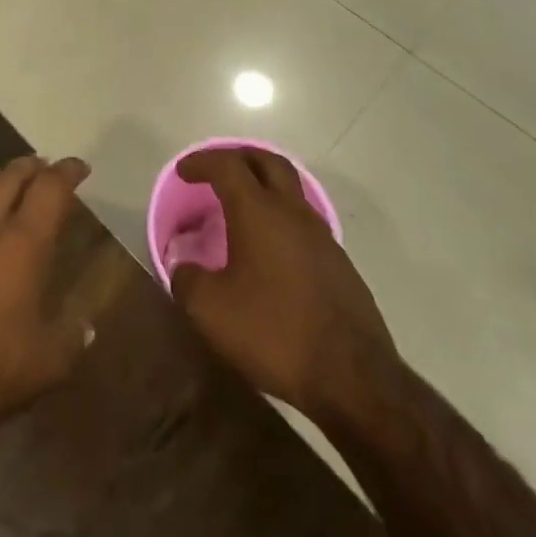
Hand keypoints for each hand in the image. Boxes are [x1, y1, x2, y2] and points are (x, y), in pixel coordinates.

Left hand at [0, 156, 93, 426]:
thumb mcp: (47, 362)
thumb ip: (71, 338)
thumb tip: (86, 326)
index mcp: (25, 242)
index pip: (51, 188)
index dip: (67, 171)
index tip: (79, 166)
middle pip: (10, 177)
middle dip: (30, 166)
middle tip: (42, 166)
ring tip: (6, 203)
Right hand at [169, 147, 396, 421]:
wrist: (354, 378)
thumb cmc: (275, 332)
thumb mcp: (212, 311)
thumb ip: (187, 280)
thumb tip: (181, 264)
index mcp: (258, 211)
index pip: (227, 165)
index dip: (202, 162)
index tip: (184, 172)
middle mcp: (292, 212)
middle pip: (267, 162)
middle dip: (240, 158)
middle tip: (218, 170)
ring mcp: (322, 237)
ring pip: (291, 191)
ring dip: (265, 188)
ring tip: (243, 210)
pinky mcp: (340, 265)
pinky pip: (305, 224)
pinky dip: (283, 220)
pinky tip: (272, 251)